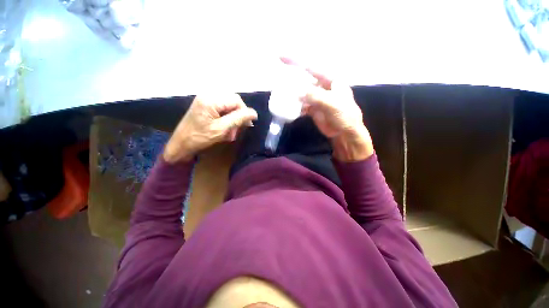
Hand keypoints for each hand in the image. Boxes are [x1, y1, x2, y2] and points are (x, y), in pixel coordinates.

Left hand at [163, 94, 257, 163]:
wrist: (181, 144)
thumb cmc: (199, 138)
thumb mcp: (221, 129)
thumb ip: (238, 119)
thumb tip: (254, 113)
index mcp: (211, 100)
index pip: (236, 100)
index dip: (245, 111)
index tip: (248, 125)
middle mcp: (208, 95)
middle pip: (232, 102)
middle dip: (238, 116)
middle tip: (237, 130)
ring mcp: (205, 100)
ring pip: (228, 106)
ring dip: (233, 119)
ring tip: (230, 133)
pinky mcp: (205, 106)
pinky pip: (222, 110)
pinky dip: (226, 120)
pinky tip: (225, 130)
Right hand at [281, 58, 373, 161]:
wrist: (345, 133)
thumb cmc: (345, 116)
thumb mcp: (333, 104)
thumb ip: (316, 96)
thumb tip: (298, 92)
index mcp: (330, 80)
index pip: (311, 67)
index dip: (296, 61)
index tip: (281, 57)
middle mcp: (322, 86)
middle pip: (304, 80)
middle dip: (291, 80)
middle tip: (278, 83)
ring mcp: (316, 98)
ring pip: (301, 93)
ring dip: (292, 96)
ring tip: (281, 97)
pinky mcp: (313, 108)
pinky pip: (301, 105)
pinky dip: (295, 107)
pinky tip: (290, 110)